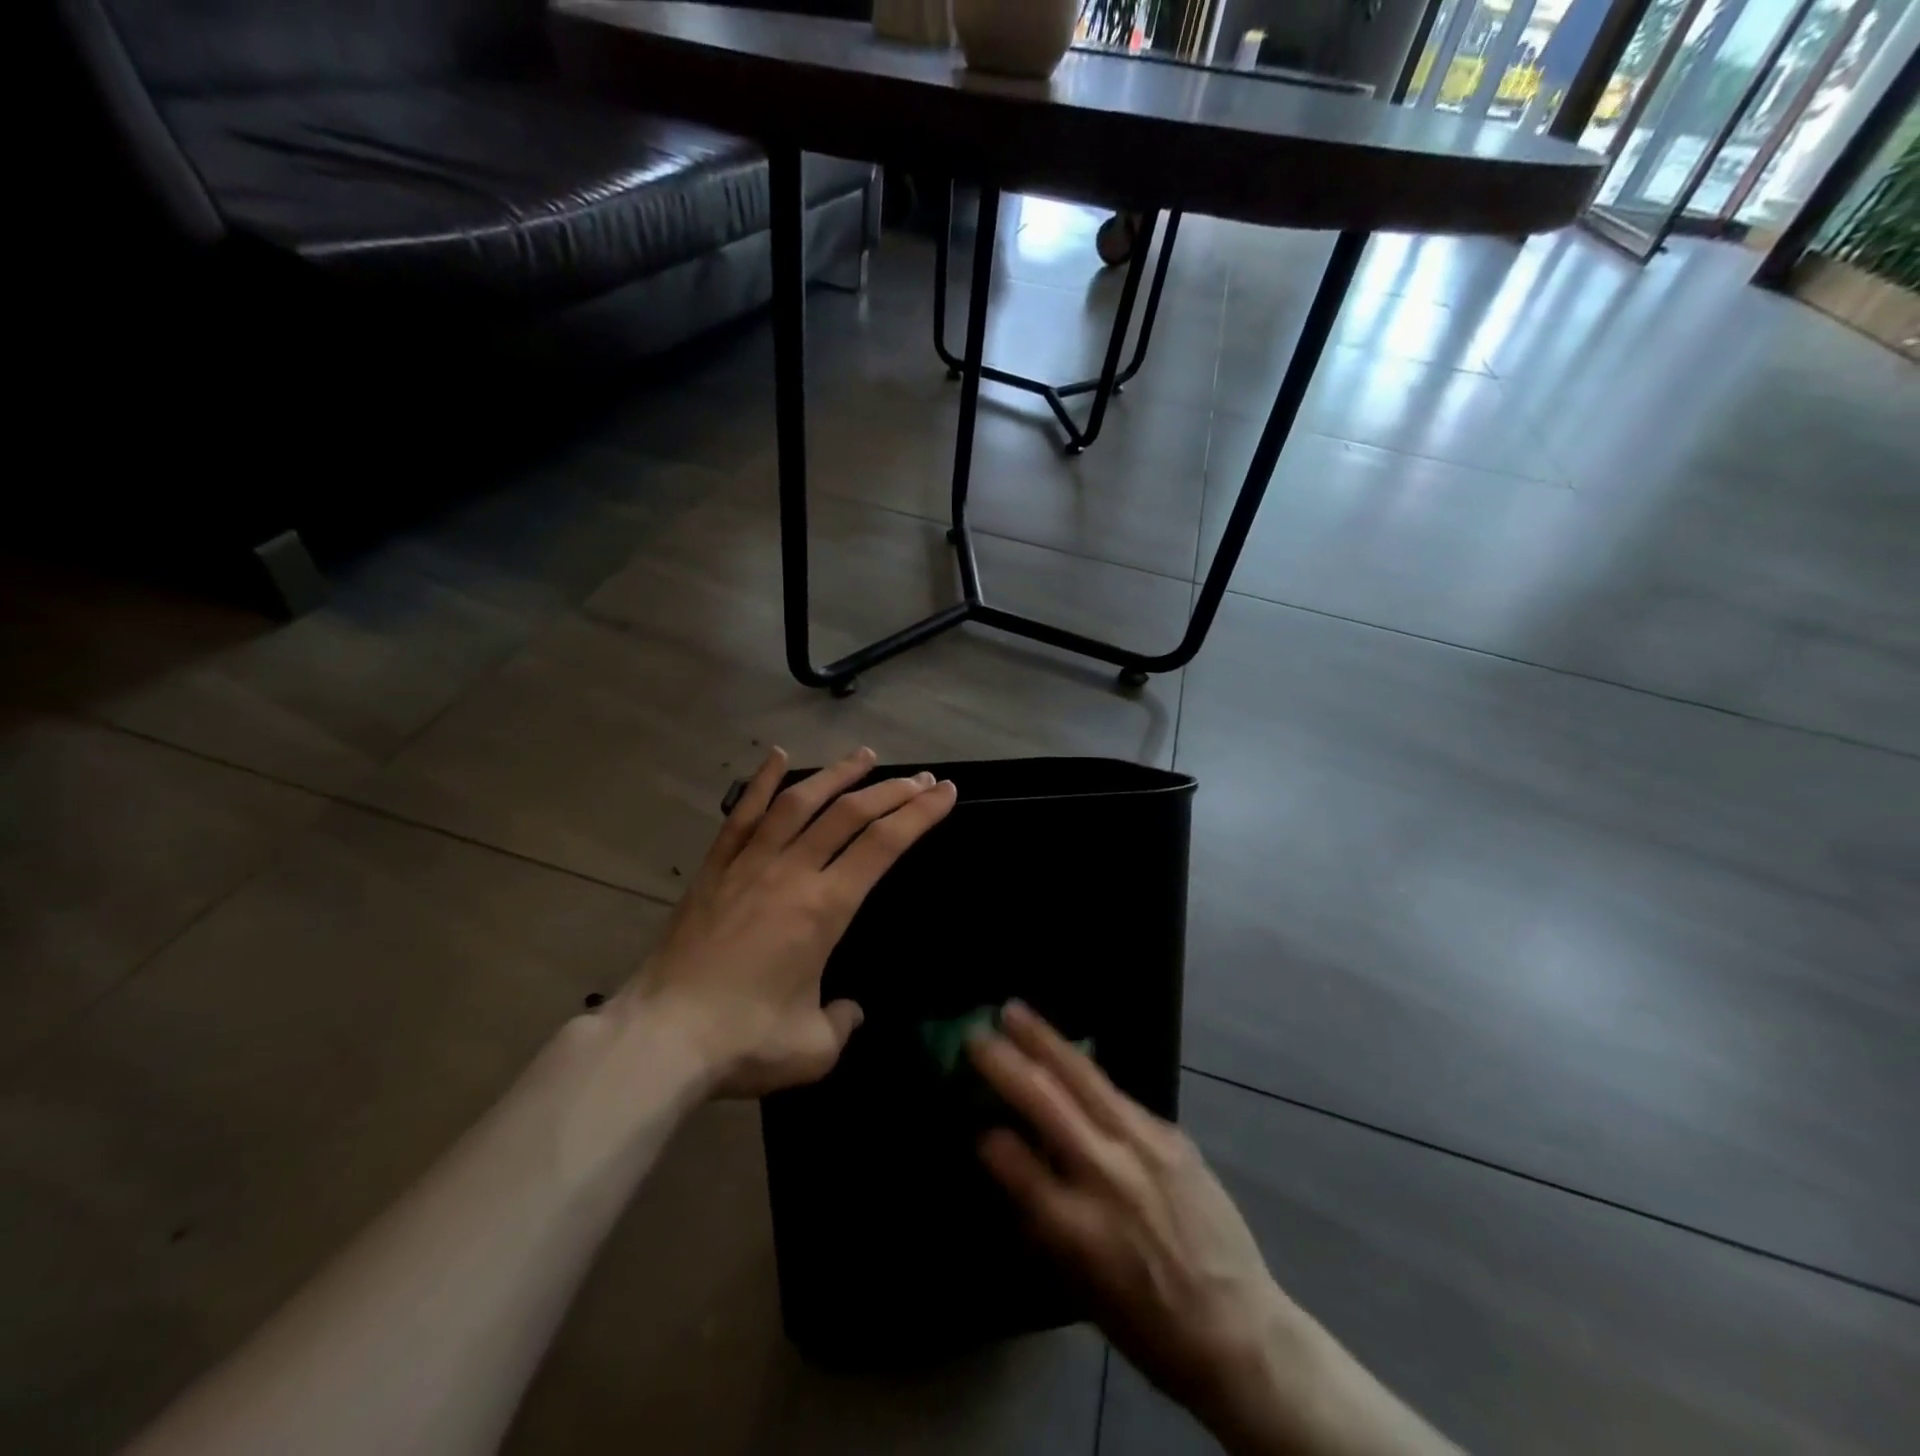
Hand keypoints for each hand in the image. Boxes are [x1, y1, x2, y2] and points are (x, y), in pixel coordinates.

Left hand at [628, 746, 955, 1097]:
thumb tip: (850, 1010)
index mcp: (825, 908)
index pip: (884, 845)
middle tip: (921, 777)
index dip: (920, 814)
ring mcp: (749, 865)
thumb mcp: (815, 1049)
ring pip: (800, 803)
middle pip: (850, 814)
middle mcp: (792, 873)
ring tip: (865, 756)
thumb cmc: (744, 1041)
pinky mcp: (715, 870)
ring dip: (837, 775)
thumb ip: (844, 1023)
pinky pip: (742, 815)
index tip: (945, 793)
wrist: (661, 1038)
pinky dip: (763, 782)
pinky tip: (778, 756)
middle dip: (893, 791)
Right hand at [969, 1004, 1304, 1448]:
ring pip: (1083, 1076)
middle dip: (1005, 1061)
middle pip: (1046, 1099)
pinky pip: (1117, 1094)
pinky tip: (1068, 1057)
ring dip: (1044, 1040)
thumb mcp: (1078, 1288)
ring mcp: (1143, 1145)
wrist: (1238, 1329)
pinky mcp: (1170, 1133)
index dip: (989, 1137)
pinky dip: (1084, 1072)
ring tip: (1015, 1011)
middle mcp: (1107, 1174)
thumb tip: (1007, 1159)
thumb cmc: (1147, 1325)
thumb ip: (1040, 1217)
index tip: (975, 1121)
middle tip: (975, 1034)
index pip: (1015, 1162)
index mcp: (1077, 1226)